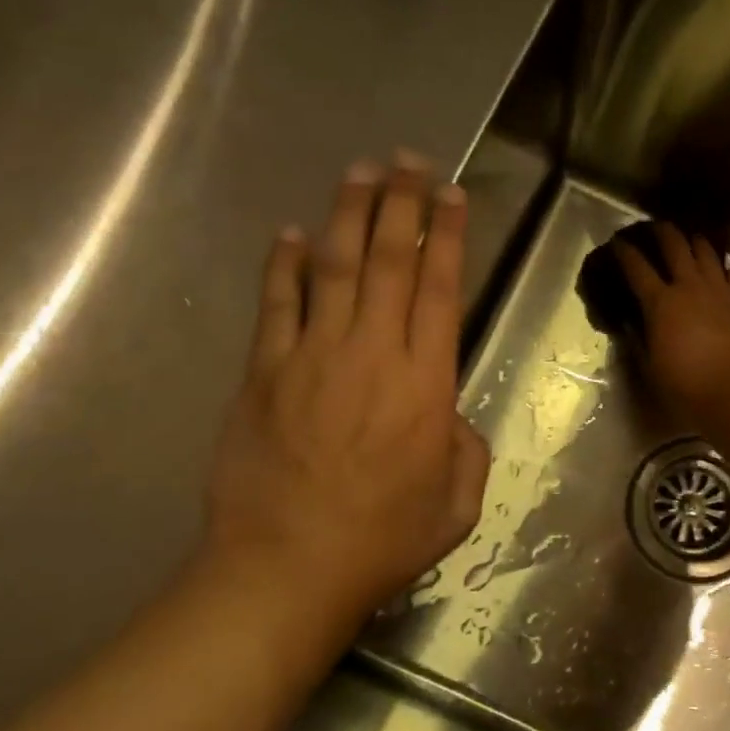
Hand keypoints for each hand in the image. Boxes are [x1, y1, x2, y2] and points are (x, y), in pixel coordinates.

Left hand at [201, 153, 490, 631]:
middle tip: (407, 161)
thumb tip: (447, 414)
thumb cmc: (381, 541)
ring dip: (349, 215)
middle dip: (401, 205)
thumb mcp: (457, 505)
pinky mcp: (263, 373)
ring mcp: (312, 358)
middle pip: (388, 262)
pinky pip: (276, 305)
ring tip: (360, 172)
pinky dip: (285, 265)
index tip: (451, 195)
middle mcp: (371, 354)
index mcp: (425, 384)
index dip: (446, 236)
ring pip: (334, 268)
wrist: (286, 569)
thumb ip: (466, 449)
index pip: (439, 290)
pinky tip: (292, 233)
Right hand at [616, 223, 729, 433]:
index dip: (623, 251)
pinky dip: (722, 270)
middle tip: (654, 228)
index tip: (616, 242)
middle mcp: (690, 286)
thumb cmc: (687, 387)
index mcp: (661, 303)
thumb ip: (639, 340)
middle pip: (674, 244)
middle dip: (661, 231)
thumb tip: (630, 322)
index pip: (636, 267)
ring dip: (693, 242)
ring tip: (688, 241)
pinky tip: (720, 276)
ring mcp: (720, 289)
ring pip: (705, 250)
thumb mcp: (651, 367)